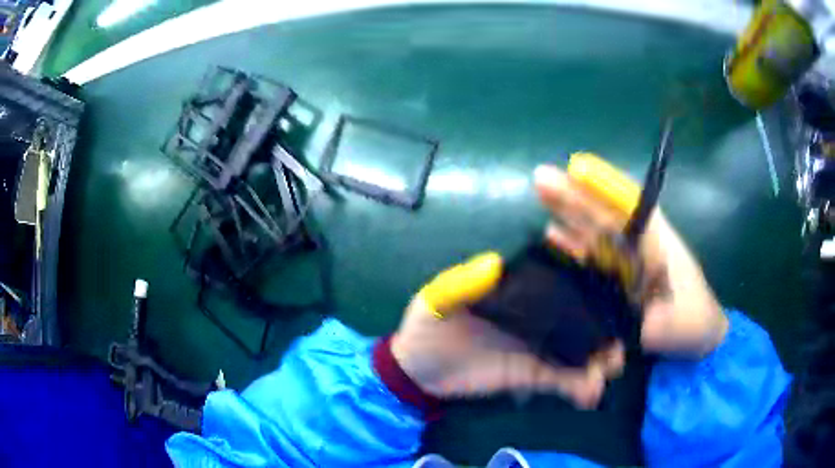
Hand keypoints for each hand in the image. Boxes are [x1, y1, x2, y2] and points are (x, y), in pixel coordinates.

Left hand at [391, 253, 623, 408]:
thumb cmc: (425, 329)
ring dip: (597, 361)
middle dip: (602, 326)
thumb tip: (495, 263)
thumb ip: (462, 285)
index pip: (556, 278)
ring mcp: (537, 346)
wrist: (417, 372)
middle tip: (618, 344)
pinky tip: (588, 396)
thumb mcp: (436, 301)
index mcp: (516, 290)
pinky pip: (560, 379)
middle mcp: (536, 315)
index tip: (612, 289)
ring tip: (606, 374)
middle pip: (577, 316)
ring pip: (576, 350)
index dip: (586, 280)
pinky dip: (577, 386)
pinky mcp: (532, 374)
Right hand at [533, 164, 727, 357]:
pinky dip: (570, 243)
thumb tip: (624, 325)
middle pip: (604, 213)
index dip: (605, 187)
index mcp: (658, 243)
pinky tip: (550, 234)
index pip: (631, 207)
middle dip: (575, 195)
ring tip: (540, 195)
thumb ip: (652, 325)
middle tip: (541, 178)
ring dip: (569, 213)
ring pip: (594, 230)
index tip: (578, 170)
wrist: (695, 336)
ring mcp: (626, 260)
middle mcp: (639, 243)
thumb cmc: (691, 321)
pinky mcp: (615, 277)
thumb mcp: (677, 324)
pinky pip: (589, 254)